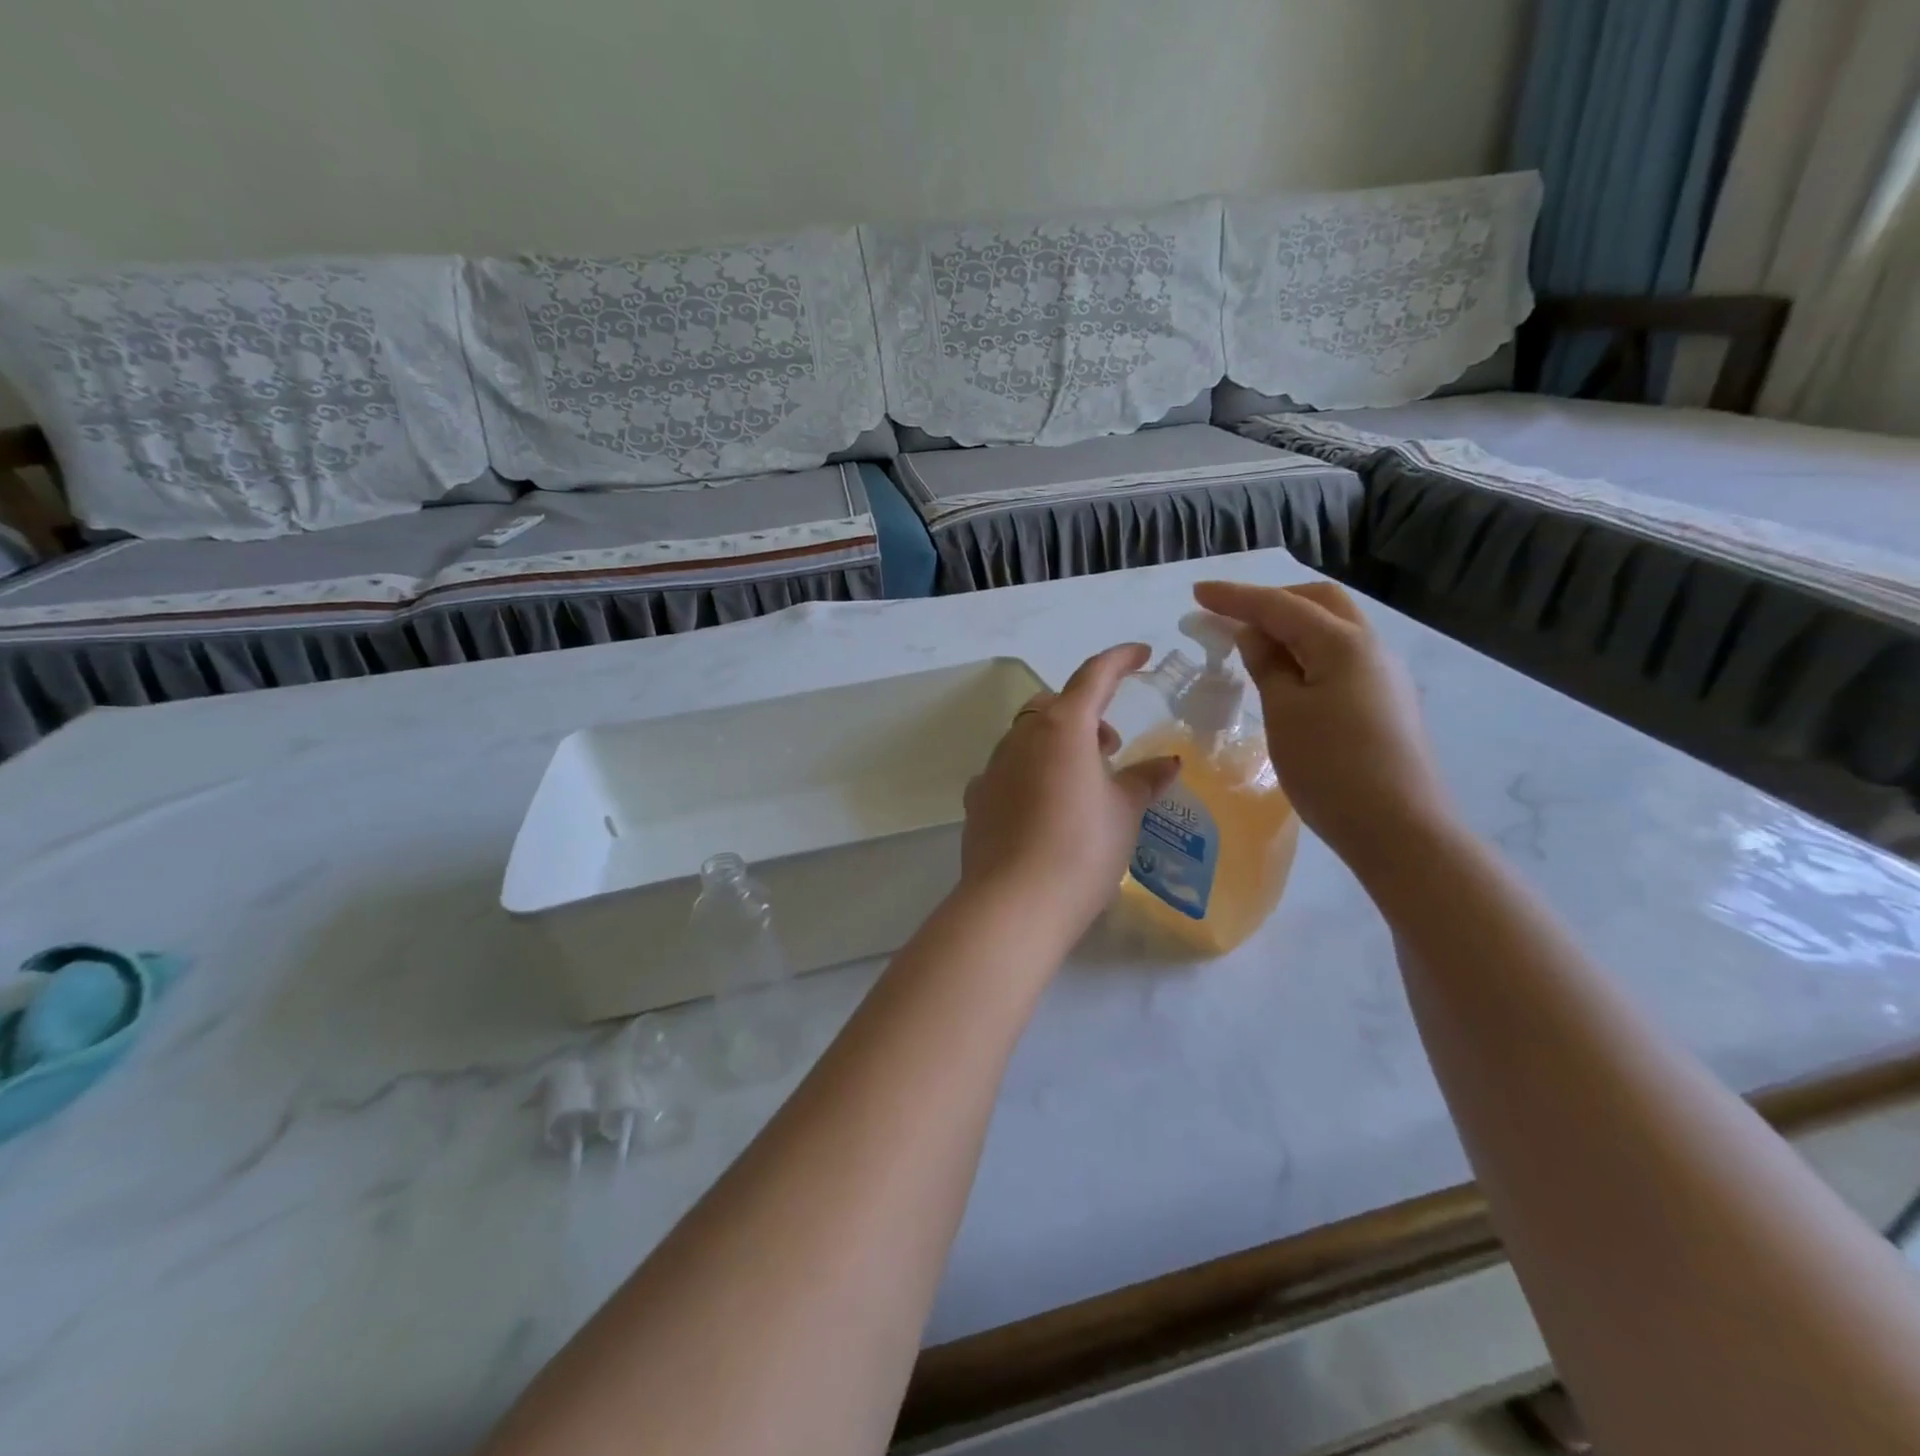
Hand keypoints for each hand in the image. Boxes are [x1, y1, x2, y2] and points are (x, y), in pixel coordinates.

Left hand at [961, 644, 1181, 940]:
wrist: (1014, 903)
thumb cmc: (1082, 849)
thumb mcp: (1124, 812)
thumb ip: (1144, 780)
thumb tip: (1167, 762)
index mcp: (1062, 728)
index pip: (1093, 676)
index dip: (1119, 660)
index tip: (1141, 653)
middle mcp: (1021, 737)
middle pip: (1053, 705)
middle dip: (1084, 712)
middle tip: (1110, 744)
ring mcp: (992, 768)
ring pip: (1027, 736)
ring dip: (1057, 743)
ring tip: (1082, 780)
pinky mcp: (977, 800)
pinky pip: (1007, 770)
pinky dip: (1030, 773)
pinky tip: (1044, 806)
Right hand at [1192, 580, 1453, 873]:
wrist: (1401, 829)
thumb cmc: (1331, 768)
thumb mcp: (1284, 713)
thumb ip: (1267, 665)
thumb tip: (1251, 633)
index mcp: (1342, 642)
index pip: (1279, 605)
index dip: (1235, 597)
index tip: (1197, 592)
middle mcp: (1370, 646)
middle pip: (1319, 602)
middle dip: (1272, 599)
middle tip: (1231, 614)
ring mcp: (1383, 674)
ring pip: (1334, 629)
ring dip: (1292, 625)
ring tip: (1253, 644)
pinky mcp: (1385, 701)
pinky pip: (1341, 657)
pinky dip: (1308, 651)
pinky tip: (1288, 675)